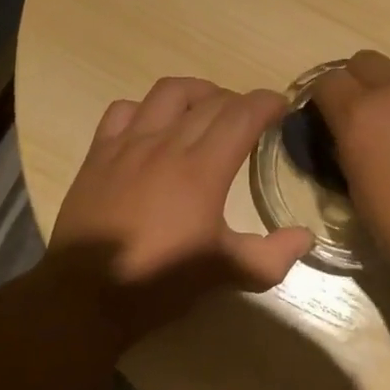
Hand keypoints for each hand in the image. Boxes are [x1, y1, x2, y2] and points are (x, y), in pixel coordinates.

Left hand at [45, 77, 314, 344]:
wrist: (85, 297)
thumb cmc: (160, 282)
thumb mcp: (225, 273)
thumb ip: (271, 255)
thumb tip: (304, 236)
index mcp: (204, 168)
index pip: (243, 114)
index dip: (267, 102)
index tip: (280, 106)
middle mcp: (169, 144)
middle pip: (212, 101)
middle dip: (239, 101)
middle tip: (249, 119)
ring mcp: (130, 144)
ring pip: (169, 92)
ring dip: (196, 92)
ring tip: (206, 107)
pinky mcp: (99, 153)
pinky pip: (123, 110)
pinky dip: (144, 108)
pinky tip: (152, 125)